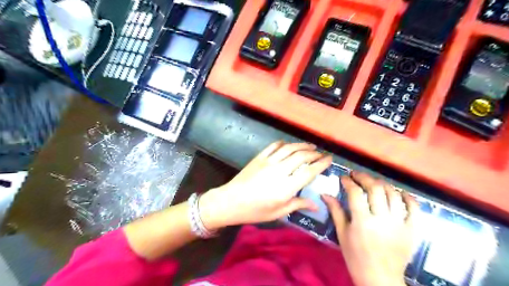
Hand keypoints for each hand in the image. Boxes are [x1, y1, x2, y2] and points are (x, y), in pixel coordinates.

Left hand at [197, 141, 331, 229]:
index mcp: (287, 186)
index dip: (321, 163)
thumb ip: (298, 204)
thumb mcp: (278, 212)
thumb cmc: (255, 211)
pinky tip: (288, 144)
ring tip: (310, 146)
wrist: (231, 201)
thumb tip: (316, 205)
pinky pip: (274, 146)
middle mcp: (280, 170)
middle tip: (320, 154)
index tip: (329, 159)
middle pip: (301, 156)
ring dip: (301, 145)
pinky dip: (284, 143)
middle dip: (314, 153)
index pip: (309, 171)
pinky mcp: (259, 157)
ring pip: (289, 148)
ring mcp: (269, 161)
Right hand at [321, 171, 416, 285]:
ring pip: (393, 194)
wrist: (380, 279)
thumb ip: (335, 211)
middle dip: (364, 177)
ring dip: (382, 184)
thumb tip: (325, 194)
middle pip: (375, 188)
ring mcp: (399, 223)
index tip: (343, 177)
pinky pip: (413, 208)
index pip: (355, 193)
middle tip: (357, 175)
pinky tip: (398, 192)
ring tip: (373, 183)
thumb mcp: (342, 234)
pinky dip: (407, 197)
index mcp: (362, 221)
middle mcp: (382, 219)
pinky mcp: (412, 230)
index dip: (348, 181)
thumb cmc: (356, 257)